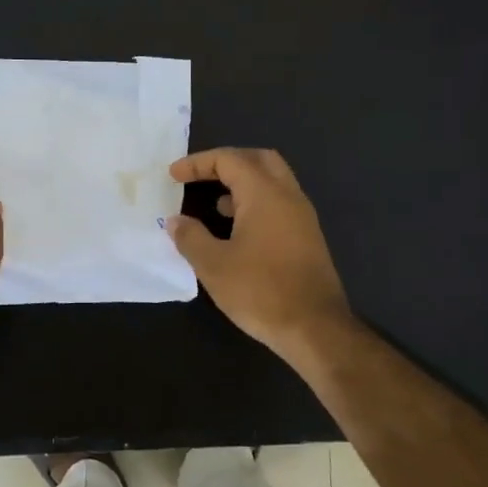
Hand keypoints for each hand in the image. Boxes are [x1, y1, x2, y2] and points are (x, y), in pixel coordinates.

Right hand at [167, 147, 352, 362]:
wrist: (314, 327)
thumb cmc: (260, 291)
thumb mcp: (213, 265)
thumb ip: (190, 237)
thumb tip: (176, 221)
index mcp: (264, 194)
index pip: (229, 160)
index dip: (198, 163)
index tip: (173, 176)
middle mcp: (288, 196)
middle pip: (258, 159)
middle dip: (226, 163)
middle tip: (199, 177)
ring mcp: (302, 216)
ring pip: (272, 181)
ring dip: (242, 183)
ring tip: (213, 203)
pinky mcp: (307, 237)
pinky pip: (279, 203)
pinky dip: (255, 203)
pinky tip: (237, 229)